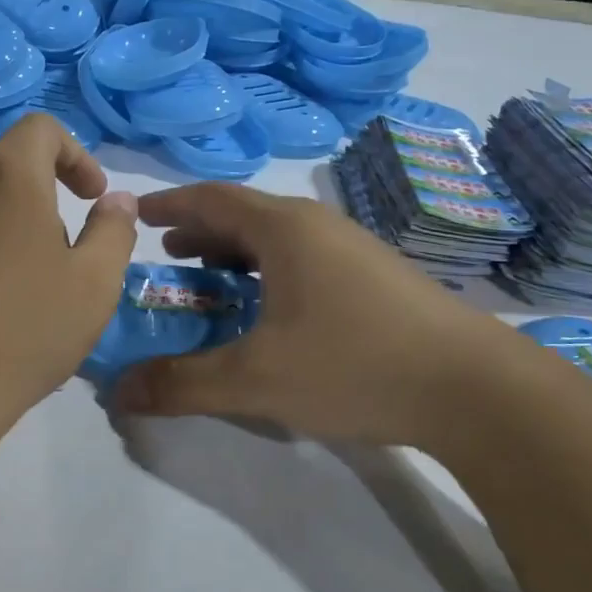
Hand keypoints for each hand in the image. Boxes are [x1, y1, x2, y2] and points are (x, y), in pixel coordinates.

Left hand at [0, 115, 137, 444]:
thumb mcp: (94, 285)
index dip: (74, 154)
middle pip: (0, 171)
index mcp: (5, 177)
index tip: (88, 197)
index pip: (41, 129)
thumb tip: (116, 200)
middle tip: (52, 258)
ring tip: (2, 292)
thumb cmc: (22, 332)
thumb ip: (113, 230)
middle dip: (34, 201)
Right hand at [112, 183, 532, 446]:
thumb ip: (182, 384)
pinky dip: (268, 272)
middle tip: (166, 255)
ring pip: (277, 239)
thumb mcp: (256, 379)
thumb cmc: (354, 364)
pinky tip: (269, 309)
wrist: (474, 387)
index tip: (137, 214)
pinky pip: (303, 259)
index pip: (211, 198)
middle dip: (200, 232)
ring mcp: (352, 248)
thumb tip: (117, 392)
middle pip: (243, 215)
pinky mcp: (374, 276)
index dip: (170, 203)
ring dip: (235, 253)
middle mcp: (317, 225)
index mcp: (284, 228)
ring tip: (209, 279)